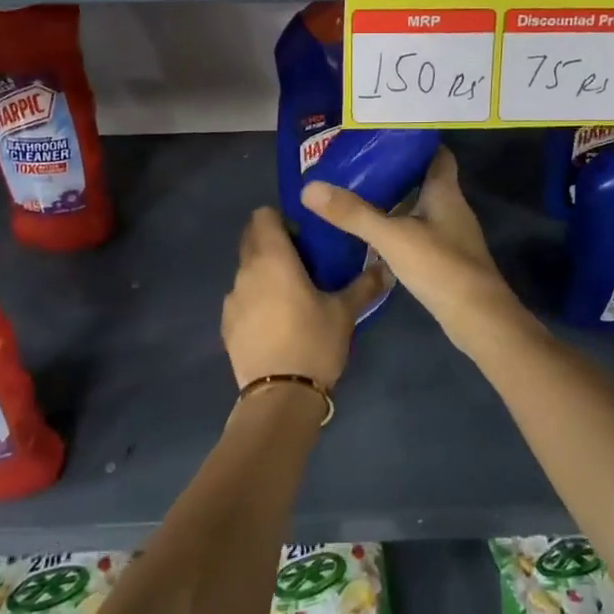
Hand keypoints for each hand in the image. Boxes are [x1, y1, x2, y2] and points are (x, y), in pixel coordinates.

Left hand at [221, 207, 386, 389]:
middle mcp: (245, 271)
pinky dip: (255, 300)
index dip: (280, 219)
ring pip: (246, 271)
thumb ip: (365, 285)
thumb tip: (388, 267)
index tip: (303, 235)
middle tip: (303, 261)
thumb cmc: (313, 342)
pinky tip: (276, 322)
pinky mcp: (226, 325)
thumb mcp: (345, 313)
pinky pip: (241, 299)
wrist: (279, 396)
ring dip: (264, 273)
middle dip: (272, 243)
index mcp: (272, 258)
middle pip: (251, 240)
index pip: (262, 216)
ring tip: (291, 295)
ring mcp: (232, 299)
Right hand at [301, 148, 529, 354]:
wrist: (477, 318)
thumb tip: (310, 188)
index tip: (384, 136)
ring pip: (421, 209)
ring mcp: (451, 235)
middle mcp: (452, 208)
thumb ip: (353, 213)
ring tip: (359, 197)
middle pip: (426, 180)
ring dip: (396, 203)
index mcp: (445, 192)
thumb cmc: (440, 266)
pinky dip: (400, 230)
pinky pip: (420, 234)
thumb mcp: (391, 237)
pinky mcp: (447, 260)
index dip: (415, 142)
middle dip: (396, 173)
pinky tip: (376, 237)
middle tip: (359, 167)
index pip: (437, 154)